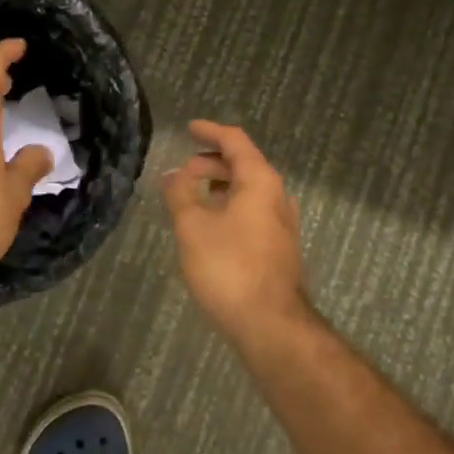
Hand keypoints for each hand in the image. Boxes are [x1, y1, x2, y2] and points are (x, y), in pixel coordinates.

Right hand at [161, 120, 308, 338]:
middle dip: (211, 162)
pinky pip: (252, 211)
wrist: (271, 325)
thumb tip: (172, 173)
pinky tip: (210, 226)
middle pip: (244, 164)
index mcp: (260, 181)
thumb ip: (180, 194)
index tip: (188, 128)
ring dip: (220, 186)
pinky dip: (229, 206)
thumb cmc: (229, 268)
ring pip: (248, 190)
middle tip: (182, 171)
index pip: (235, 141)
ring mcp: (282, 223)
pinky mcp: (279, 247)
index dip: (210, 132)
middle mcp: (277, 195)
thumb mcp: (193, 226)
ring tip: (191, 197)